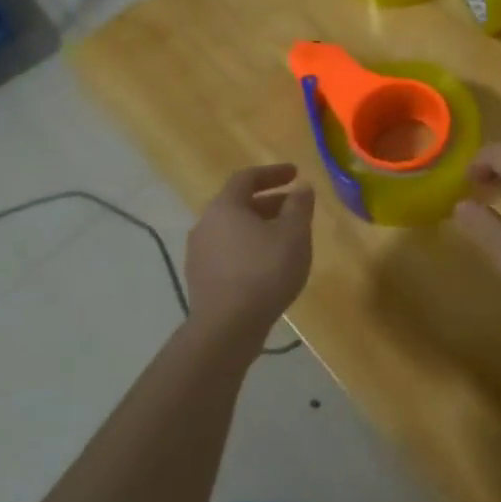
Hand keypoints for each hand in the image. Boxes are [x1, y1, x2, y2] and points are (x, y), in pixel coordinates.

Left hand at [185, 165, 313, 346]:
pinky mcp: (201, 281)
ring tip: (285, 239)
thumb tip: (301, 187)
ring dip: (259, 227)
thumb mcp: (294, 233)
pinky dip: (249, 250)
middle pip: (238, 204)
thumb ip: (299, 206)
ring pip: (233, 230)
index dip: (273, 173)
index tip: (295, 173)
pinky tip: (268, 266)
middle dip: (269, 202)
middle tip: (294, 208)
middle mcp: (205, 224)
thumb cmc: (264, 271)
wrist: (227, 328)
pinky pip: (228, 253)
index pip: (247, 178)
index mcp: (225, 206)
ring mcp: (199, 255)